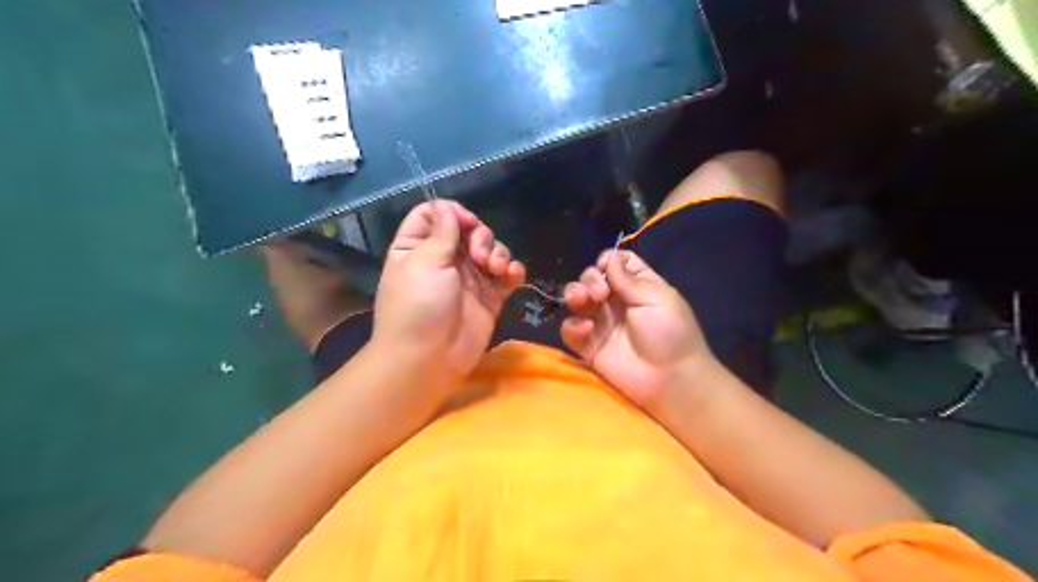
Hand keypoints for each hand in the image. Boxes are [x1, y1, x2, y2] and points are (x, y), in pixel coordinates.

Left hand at [372, 200, 527, 390]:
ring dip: (498, 253)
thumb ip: (442, 233)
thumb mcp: (424, 262)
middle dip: (480, 236)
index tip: (465, 224)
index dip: (452, 213)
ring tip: (496, 270)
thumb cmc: (418, 307)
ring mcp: (469, 278)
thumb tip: (447, 207)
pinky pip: (506, 275)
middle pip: (468, 229)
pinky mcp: (490, 297)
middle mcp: (444, 259)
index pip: (434, 214)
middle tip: (479, 256)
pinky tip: (512, 276)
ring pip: (491, 249)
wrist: (429, 358)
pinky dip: (513, 271)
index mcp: (418, 247)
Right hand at [565, 251, 717, 408]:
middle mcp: (615, 301)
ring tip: (582, 301)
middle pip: (591, 278)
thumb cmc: (670, 333)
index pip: (615, 263)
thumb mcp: (657, 298)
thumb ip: (628, 279)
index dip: (607, 261)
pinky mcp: (589, 345)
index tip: (606, 268)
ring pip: (576, 300)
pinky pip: (570, 329)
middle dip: (589, 279)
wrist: (669, 378)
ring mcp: (601, 323)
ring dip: (574, 295)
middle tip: (600, 293)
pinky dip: (573, 326)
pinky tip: (586, 329)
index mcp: (636, 286)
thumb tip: (608, 257)